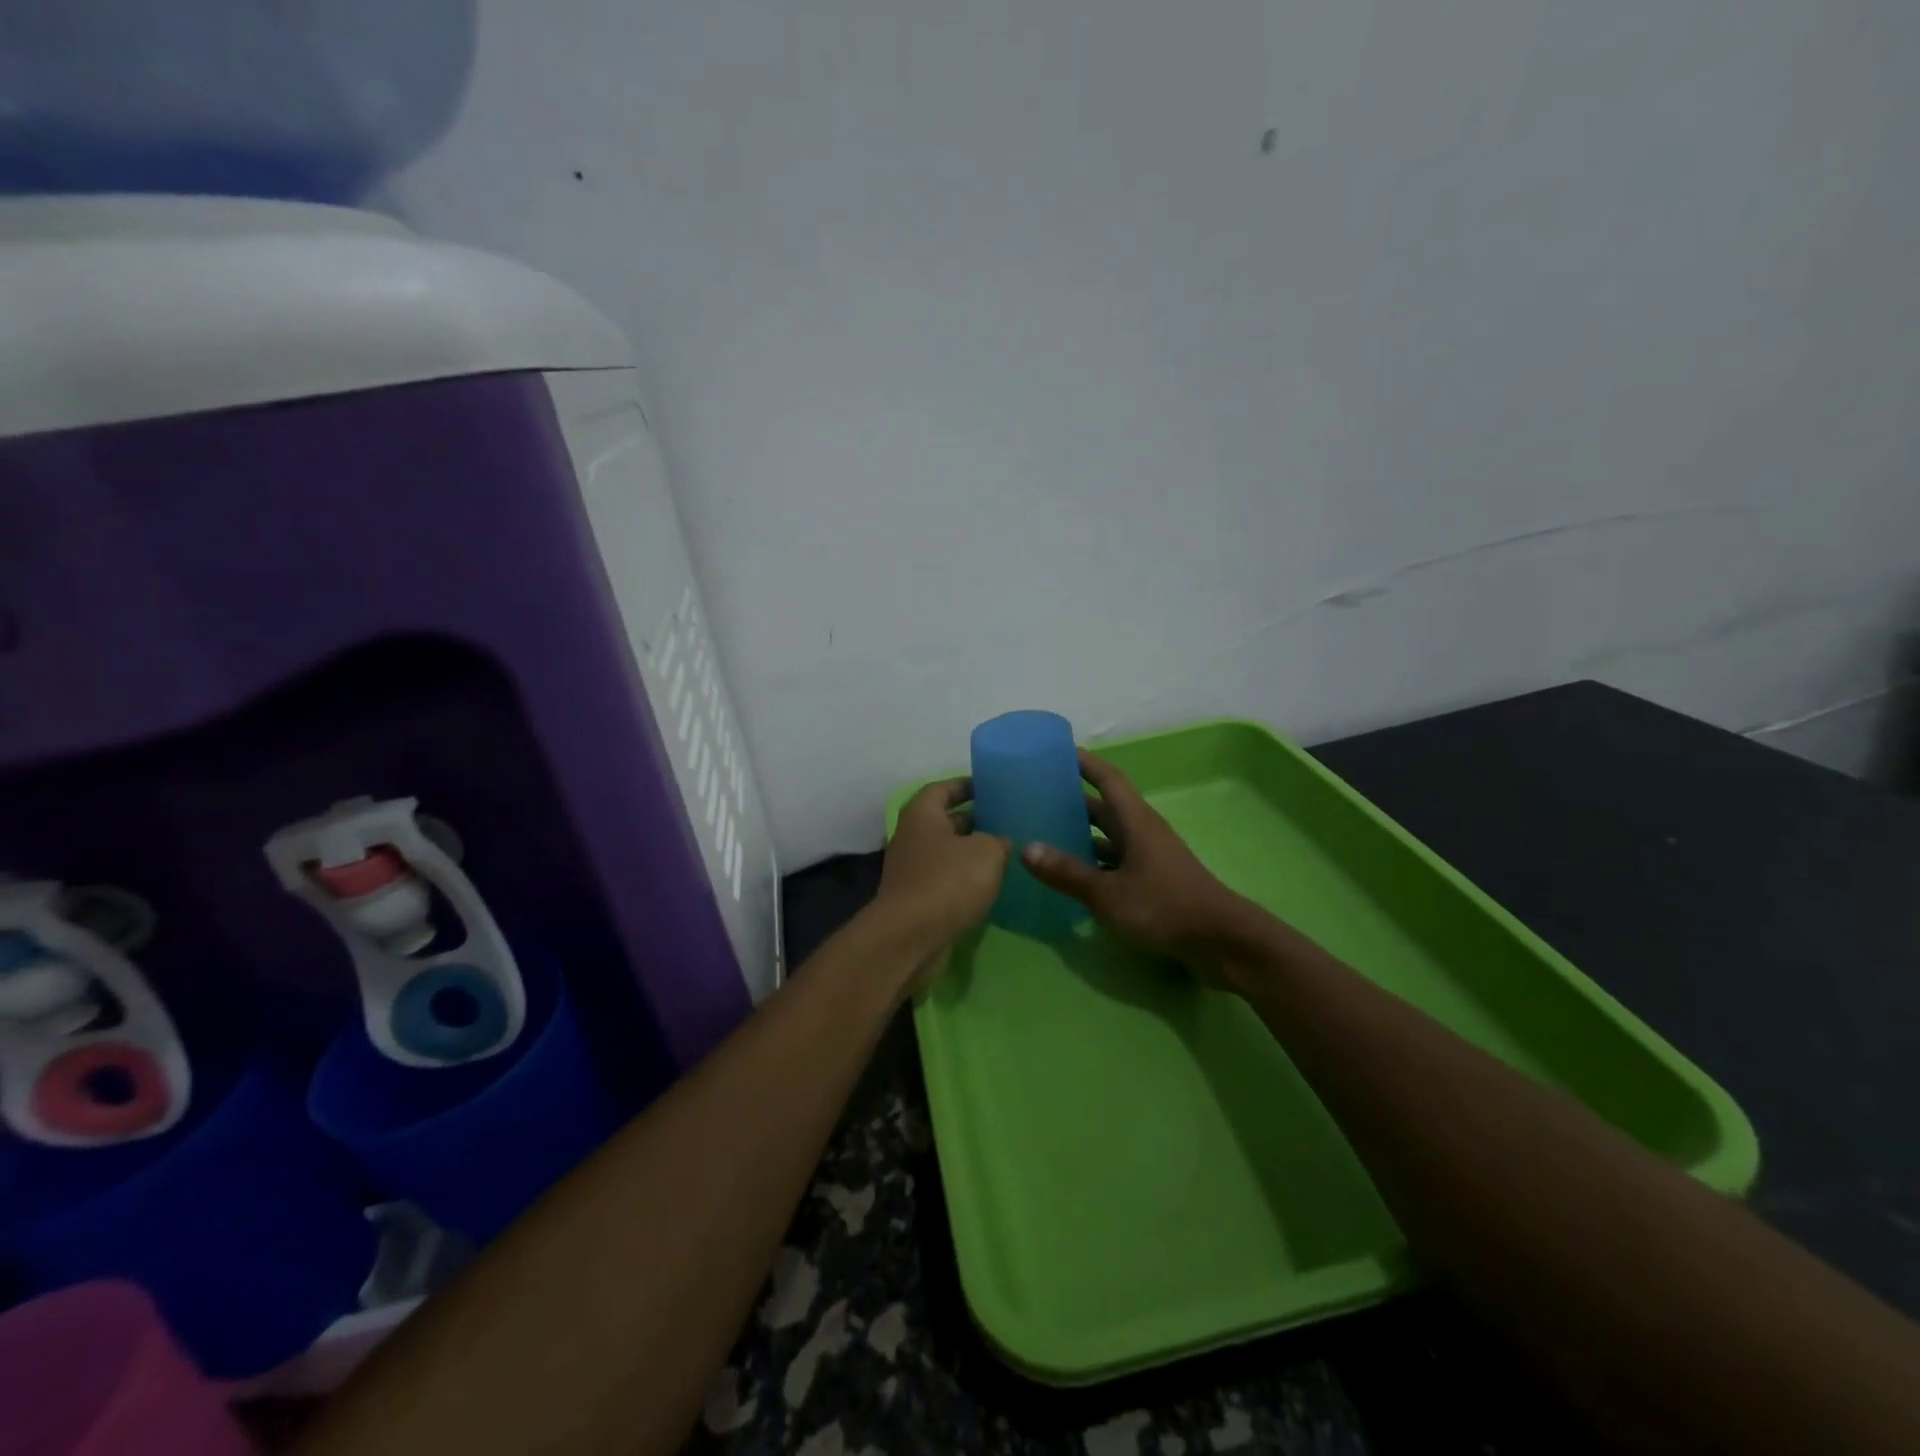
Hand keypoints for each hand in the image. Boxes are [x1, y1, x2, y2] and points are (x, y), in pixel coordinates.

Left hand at [874, 778, 1010, 980]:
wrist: (910, 937)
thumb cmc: (948, 881)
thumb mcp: (987, 852)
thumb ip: (998, 840)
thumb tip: (1000, 842)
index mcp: (922, 814)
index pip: (944, 788)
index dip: (967, 785)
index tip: (991, 787)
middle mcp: (911, 836)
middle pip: (945, 820)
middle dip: (974, 820)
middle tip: (1006, 821)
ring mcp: (911, 869)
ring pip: (946, 852)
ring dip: (971, 852)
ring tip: (1005, 852)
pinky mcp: (916, 899)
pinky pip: (944, 879)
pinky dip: (964, 879)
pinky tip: (989, 885)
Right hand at [1021, 749, 1250, 979]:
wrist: (1221, 941)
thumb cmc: (1164, 906)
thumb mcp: (1109, 892)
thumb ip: (1068, 873)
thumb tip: (1026, 849)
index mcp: (1136, 821)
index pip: (1108, 779)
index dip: (1084, 762)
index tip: (1056, 751)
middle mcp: (1143, 832)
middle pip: (1105, 808)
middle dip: (1073, 800)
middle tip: (1036, 796)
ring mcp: (1149, 858)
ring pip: (1109, 838)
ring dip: (1081, 834)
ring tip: (1044, 834)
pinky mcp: (1153, 881)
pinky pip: (1115, 863)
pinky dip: (1093, 864)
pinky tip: (1070, 877)